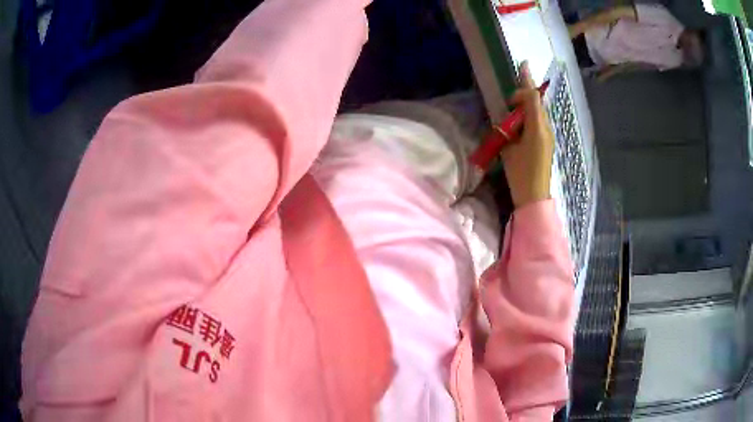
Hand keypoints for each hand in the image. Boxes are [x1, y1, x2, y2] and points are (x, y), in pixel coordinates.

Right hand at [501, 62, 554, 207]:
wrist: (534, 196)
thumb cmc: (520, 173)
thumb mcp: (509, 148)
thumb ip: (510, 129)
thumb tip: (510, 118)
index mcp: (537, 128)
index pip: (533, 98)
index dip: (525, 84)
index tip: (520, 71)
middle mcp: (546, 129)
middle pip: (538, 103)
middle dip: (526, 93)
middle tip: (513, 93)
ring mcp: (548, 136)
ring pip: (539, 112)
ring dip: (528, 105)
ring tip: (514, 106)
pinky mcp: (546, 143)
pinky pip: (538, 122)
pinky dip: (530, 115)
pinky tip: (520, 121)